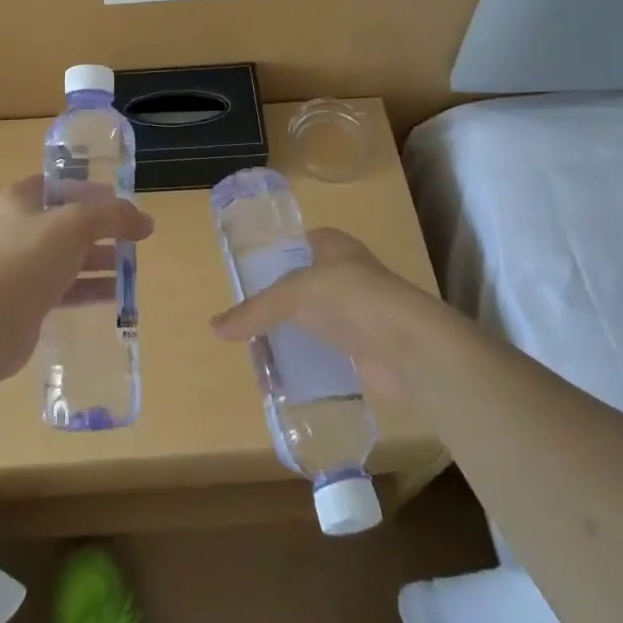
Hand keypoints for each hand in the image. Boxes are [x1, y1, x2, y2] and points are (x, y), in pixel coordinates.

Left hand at [0, 176, 154, 380]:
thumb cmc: (29, 259)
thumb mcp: (77, 225)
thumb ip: (114, 217)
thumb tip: (147, 221)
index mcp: (18, 200)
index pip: (58, 185)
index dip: (89, 190)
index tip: (119, 202)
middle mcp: (15, 229)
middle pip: (65, 222)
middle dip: (100, 229)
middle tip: (132, 238)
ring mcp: (18, 266)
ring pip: (66, 256)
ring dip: (98, 260)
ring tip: (131, 268)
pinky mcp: (24, 299)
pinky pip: (63, 287)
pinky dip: (88, 288)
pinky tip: (116, 295)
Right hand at [209, 228, 455, 401]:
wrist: (408, 345)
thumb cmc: (351, 298)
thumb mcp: (294, 294)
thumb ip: (255, 310)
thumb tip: (214, 328)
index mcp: (333, 246)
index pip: (296, 246)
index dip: (271, 260)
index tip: (243, 281)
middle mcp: (345, 274)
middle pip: (301, 287)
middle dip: (276, 305)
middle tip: (244, 323)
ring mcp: (356, 312)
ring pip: (313, 322)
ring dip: (291, 336)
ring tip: (258, 353)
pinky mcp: (363, 348)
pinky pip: (326, 352)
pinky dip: (308, 362)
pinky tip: (285, 375)